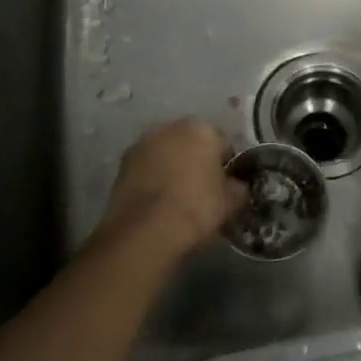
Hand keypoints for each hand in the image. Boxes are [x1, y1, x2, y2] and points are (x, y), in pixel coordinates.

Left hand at [98, 119, 244, 260]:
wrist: (145, 232)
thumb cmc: (196, 208)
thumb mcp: (231, 202)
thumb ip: (239, 188)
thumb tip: (237, 186)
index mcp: (202, 129)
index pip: (222, 143)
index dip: (226, 166)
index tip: (224, 187)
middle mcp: (170, 127)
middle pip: (191, 143)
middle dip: (196, 161)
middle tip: (200, 191)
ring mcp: (142, 144)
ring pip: (166, 154)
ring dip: (171, 167)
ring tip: (175, 198)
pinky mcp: (121, 165)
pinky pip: (146, 168)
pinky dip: (151, 179)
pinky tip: (156, 204)